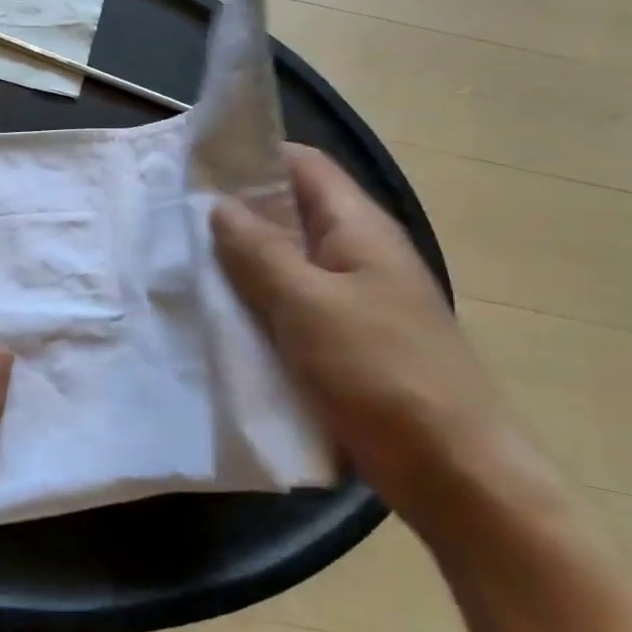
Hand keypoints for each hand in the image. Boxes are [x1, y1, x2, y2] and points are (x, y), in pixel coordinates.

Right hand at [210, 144, 552, 536]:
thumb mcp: (309, 305)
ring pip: (286, 263)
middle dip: (236, 213)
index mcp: (358, 227)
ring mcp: (353, 299)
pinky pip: (292, 306)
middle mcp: (357, 253)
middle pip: (290, 213)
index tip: (196, 166)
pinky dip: (257, 304)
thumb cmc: (382, 373)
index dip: (252, 157)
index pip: (302, 165)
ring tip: (185, 264)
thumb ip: (260, 251)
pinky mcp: (345, 341)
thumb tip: (220, 206)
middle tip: (176, 219)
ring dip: (242, 262)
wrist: (454, 474)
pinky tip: (218, 316)